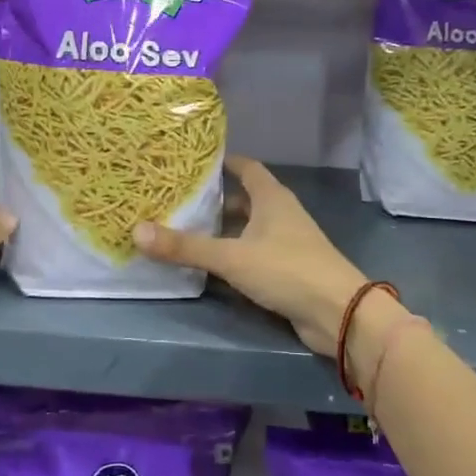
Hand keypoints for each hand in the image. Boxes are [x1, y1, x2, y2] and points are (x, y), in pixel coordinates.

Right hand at [134, 156, 369, 354]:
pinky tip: (211, 265)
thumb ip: (186, 247)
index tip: (193, 162)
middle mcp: (281, 214)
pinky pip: (254, 253)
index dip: (223, 162)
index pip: (247, 167)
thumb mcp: (231, 257)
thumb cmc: (287, 270)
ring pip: (249, 228)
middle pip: (245, 198)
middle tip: (179, 199)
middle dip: (215, 199)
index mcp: (272, 198)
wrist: (338, 313)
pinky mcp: (288, 270)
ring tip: (186, 230)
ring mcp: (287, 243)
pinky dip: (233, 254)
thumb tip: (136, 231)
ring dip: (224, 229)